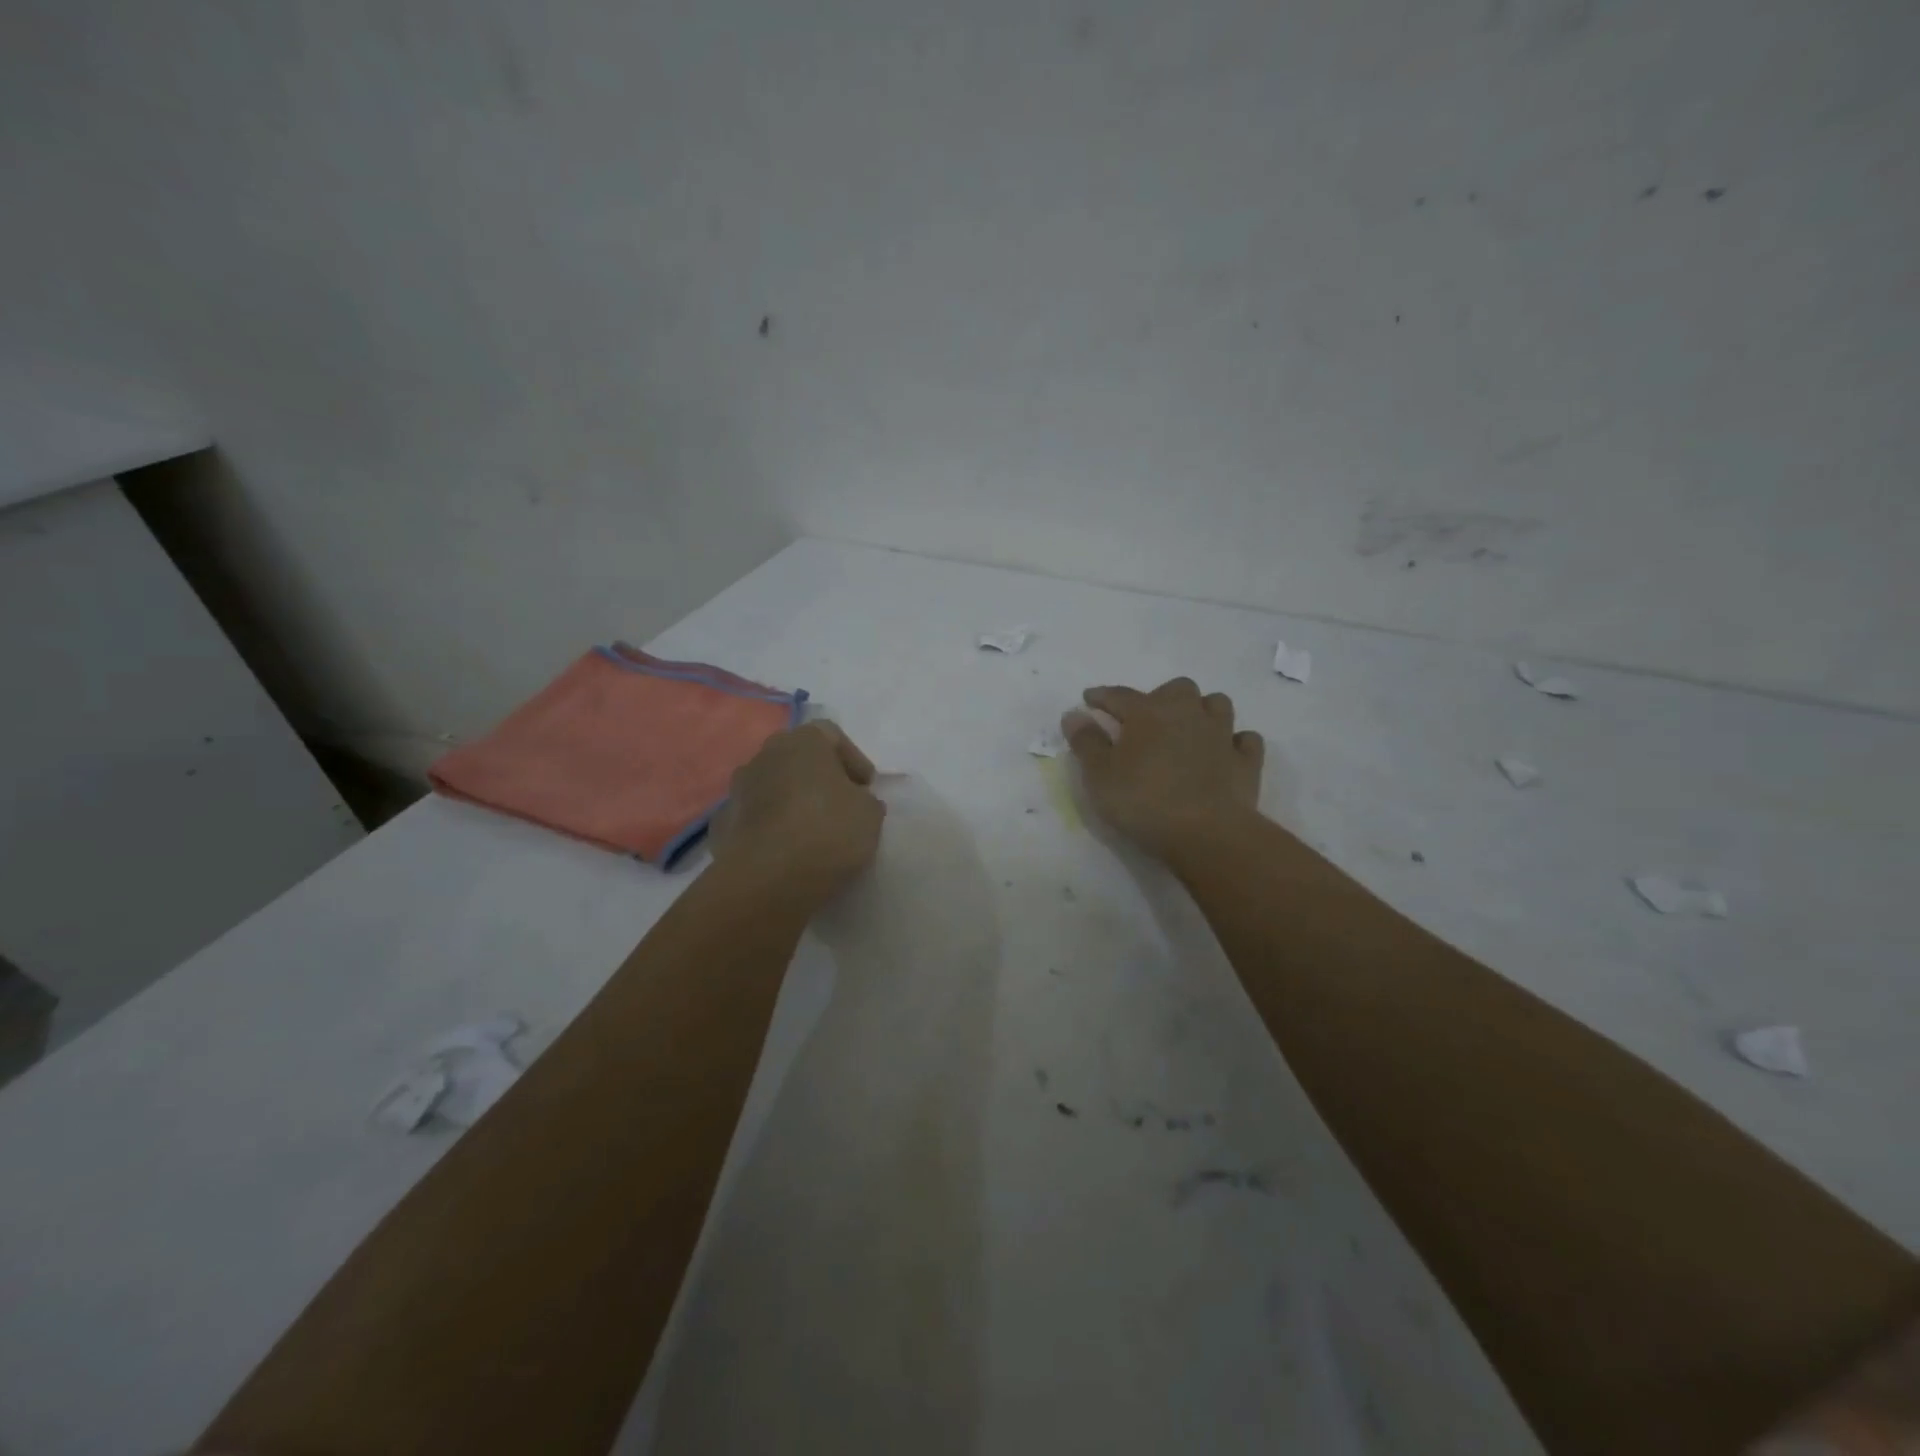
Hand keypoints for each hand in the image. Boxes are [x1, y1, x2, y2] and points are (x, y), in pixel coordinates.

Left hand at [710, 721, 885, 907]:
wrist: (767, 877)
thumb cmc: (827, 831)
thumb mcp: (869, 814)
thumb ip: (864, 800)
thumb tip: (854, 800)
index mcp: (803, 741)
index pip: (832, 735)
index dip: (853, 759)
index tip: (866, 788)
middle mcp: (766, 754)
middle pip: (798, 757)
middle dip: (819, 777)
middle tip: (840, 804)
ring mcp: (738, 788)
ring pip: (773, 785)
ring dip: (791, 800)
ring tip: (811, 830)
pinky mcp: (722, 823)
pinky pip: (754, 816)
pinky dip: (770, 826)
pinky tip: (785, 849)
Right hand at [1062, 678, 1264, 868]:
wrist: (1206, 833)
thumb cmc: (1143, 801)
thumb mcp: (1099, 775)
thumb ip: (1086, 742)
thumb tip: (1074, 714)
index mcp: (1148, 712)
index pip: (1119, 695)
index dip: (1102, 696)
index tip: (1089, 699)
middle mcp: (1187, 713)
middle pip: (1177, 688)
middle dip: (1161, 697)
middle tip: (1147, 719)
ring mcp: (1221, 735)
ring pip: (1217, 704)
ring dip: (1202, 711)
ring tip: (1188, 729)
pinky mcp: (1246, 762)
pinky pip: (1245, 740)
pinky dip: (1234, 742)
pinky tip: (1224, 752)